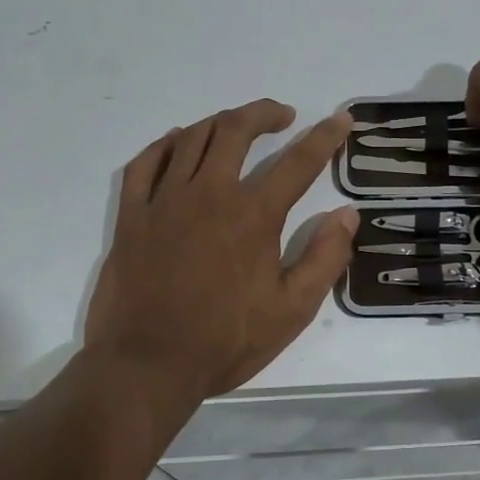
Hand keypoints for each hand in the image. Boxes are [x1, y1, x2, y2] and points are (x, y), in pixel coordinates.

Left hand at [84, 100, 357, 406]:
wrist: (147, 365)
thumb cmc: (225, 341)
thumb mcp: (292, 310)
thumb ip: (325, 258)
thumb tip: (347, 214)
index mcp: (253, 215)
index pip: (298, 162)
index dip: (325, 137)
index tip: (341, 119)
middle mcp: (209, 193)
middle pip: (236, 130)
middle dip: (264, 113)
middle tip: (283, 115)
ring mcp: (164, 200)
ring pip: (192, 138)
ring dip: (220, 122)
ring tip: (236, 126)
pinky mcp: (132, 215)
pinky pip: (145, 162)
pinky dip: (165, 144)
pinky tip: (177, 143)